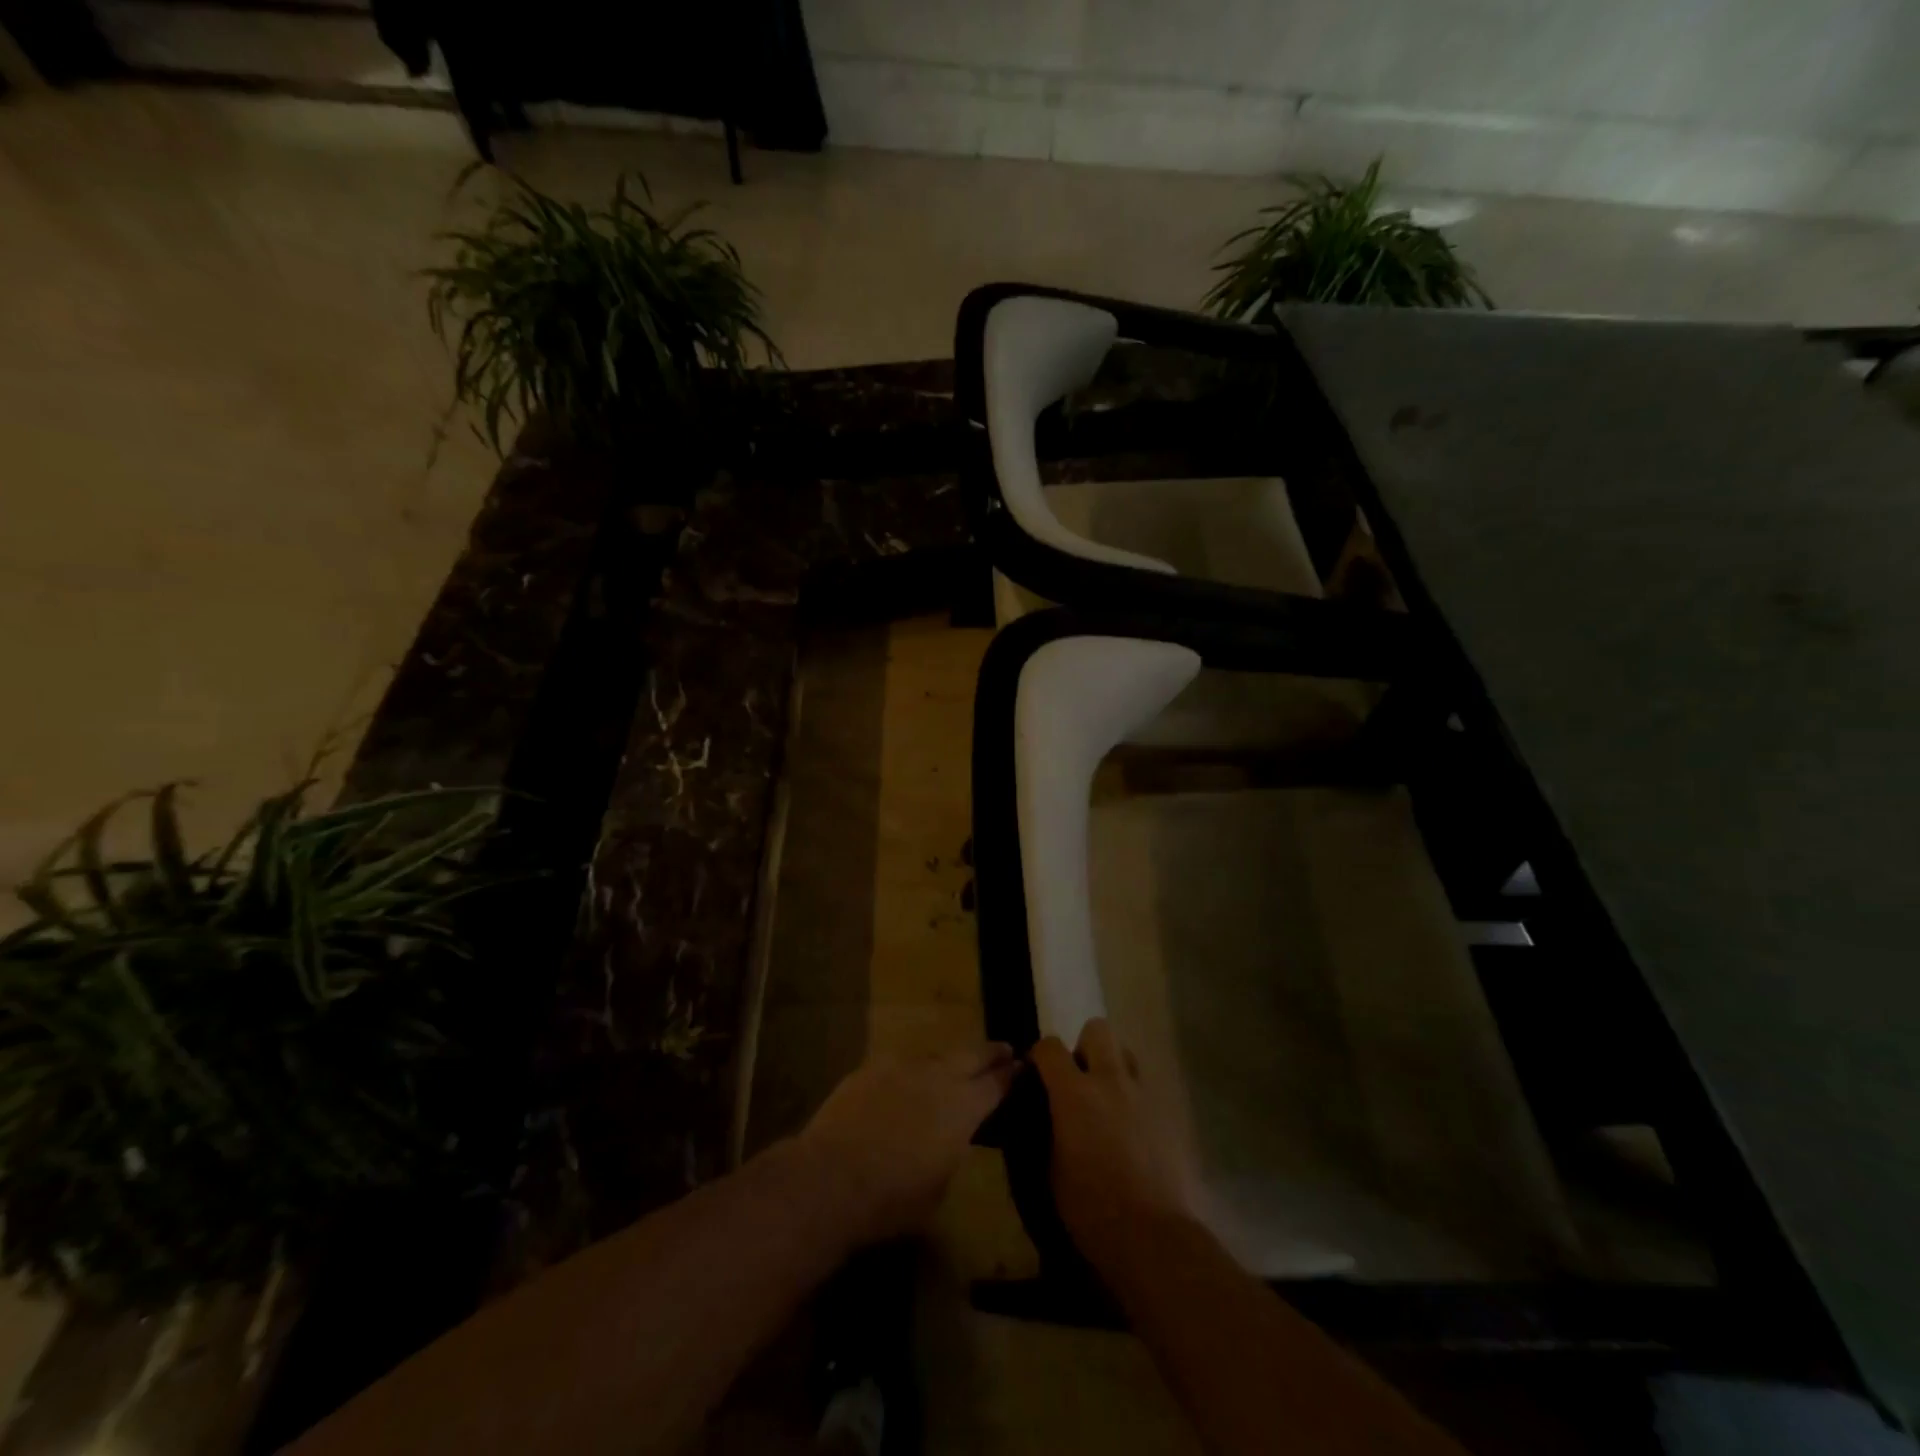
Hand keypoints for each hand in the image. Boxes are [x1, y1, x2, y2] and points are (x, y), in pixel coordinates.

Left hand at [798, 1043, 1016, 1248]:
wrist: (832, 1178)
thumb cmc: (893, 1199)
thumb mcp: (940, 1185)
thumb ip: (953, 1148)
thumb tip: (952, 1135)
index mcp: (962, 1106)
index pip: (996, 1084)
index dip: (1011, 1076)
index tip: (1022, 1067)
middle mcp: (937, 1076)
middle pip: (972, 1055)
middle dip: (990, 1053)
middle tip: (1004, 1050)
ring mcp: (902, 1066)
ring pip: (935, 1056)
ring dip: (948, 1062)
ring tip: (953, 1069)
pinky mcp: (870, 1067)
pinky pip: (900, 1065)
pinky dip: (911, 1072)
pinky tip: (906, 1083)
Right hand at [1030, 1019, 1186, 1266]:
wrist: (1153, 1237)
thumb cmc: (1091, 1209)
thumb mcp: (1051, 1170)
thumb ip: (1047, 1128)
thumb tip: (1046, 1113)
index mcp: (1075, 1093)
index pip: (1050, 1047)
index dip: (1039, 1055)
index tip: (1036, 1075)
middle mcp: (1110, 1081)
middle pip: (1097, 1029)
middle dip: (1083, 1047)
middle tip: (1077, 1081)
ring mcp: (1143, 1094)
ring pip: (1126, 1053)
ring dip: (1112, 1067)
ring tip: (1106, 1101)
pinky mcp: (1168, 1113)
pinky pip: (1146, 1088)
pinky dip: (1133, 1098)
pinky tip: (1130, 1130)